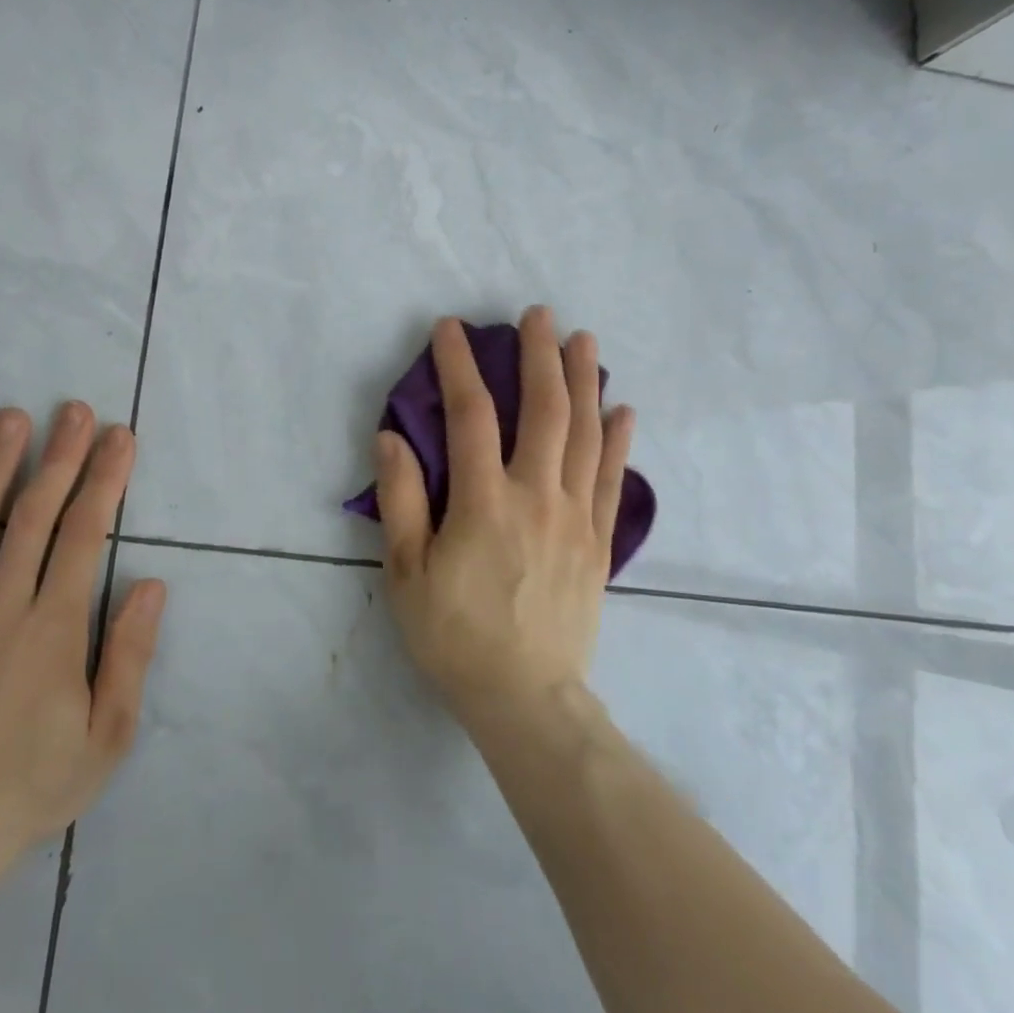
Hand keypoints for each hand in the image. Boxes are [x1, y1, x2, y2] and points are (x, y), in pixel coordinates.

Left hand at [0, 403, 164, 877]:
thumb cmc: (33, 785)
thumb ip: (129, 655)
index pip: (85, 535)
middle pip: (33, 517)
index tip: (119, 437)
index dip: (105, 480)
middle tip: (74, 409)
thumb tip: (152, 585)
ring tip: (8, 419)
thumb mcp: (108, 735)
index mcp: (52, 629)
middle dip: (59, 457)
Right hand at [375, 309, 633, 727]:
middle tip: (538, 314)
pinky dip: (618, 439)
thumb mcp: (406, 573)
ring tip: (584, 341)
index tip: (451, 329)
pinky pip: (612, 478)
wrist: (525, 698)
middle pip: (544, 410)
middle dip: (539, 355)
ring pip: (586, 434)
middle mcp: (537, 497)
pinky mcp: (599, 541)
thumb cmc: (454, 636)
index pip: (471, 415)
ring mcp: (576, 517)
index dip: (459, 367)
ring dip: (584, 381)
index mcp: (484, 503)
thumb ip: (400, 500)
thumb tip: (391, 436)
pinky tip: (622, 409)